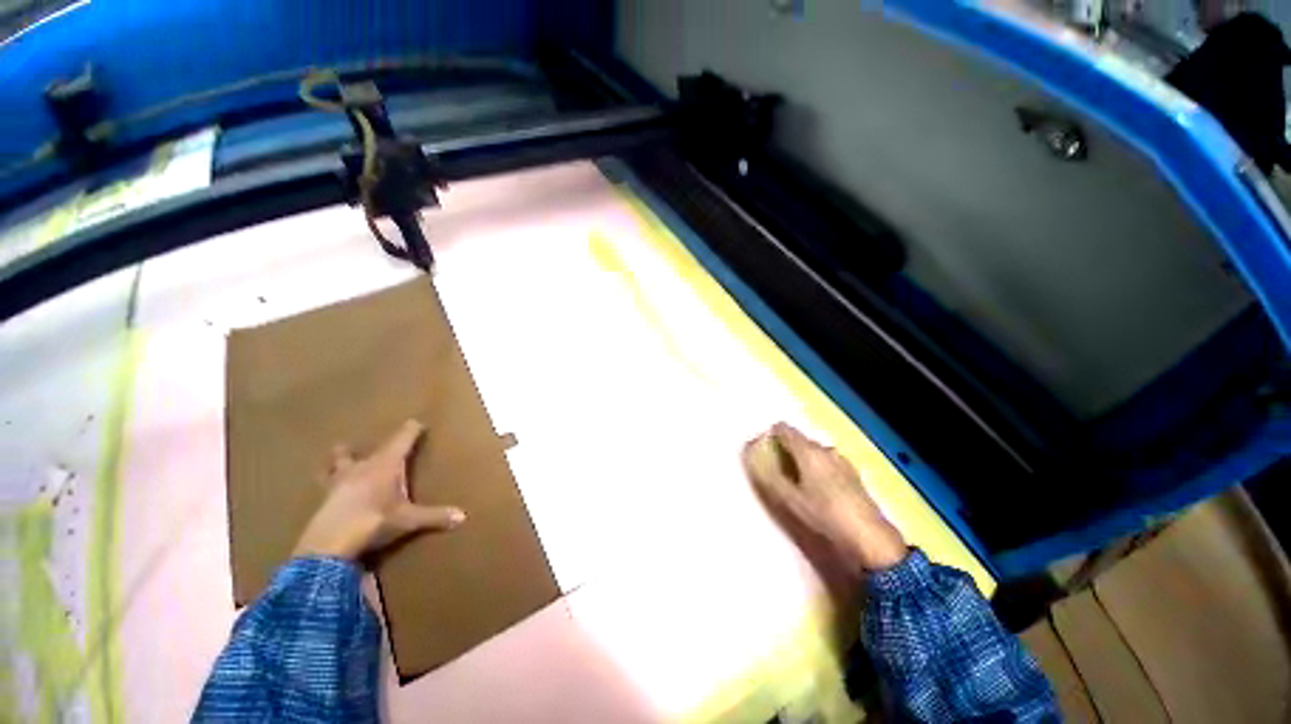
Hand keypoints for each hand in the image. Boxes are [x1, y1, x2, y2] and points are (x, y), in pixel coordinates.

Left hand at [293, 419, 465, 561]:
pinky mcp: (324, 499)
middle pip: (370, 449)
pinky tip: (326, 486)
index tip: (417, 422)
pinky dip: (329, 480)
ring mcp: (340, 482)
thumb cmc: (375, 521)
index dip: (411, 430)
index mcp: (386, 464)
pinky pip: (328, 483)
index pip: (402, 440)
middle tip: (379, 437)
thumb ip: (435, 516)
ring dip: (341, 458)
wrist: (329, 544)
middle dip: (377, 443)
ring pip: (339, 463)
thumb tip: (463, 516)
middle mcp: (363, 467)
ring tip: (340, 452)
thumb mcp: (409, 520)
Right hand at [743, 422, 906, 574]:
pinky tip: (817, 490)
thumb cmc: (825, 516)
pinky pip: (827, 463)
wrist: (871, 540)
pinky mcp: (853, 475)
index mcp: (809, 450)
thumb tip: (750, 454)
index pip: (783, 429)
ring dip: (801, 460)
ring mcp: (842, 461)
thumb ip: (767, 474)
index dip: (770, 435)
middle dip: (785, 450)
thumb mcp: (788, 499)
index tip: (761, 450)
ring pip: (814, 452)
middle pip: (799, 440)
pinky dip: (816, 469)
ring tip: (795, 483)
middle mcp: (826, 449)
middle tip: (775, 471)